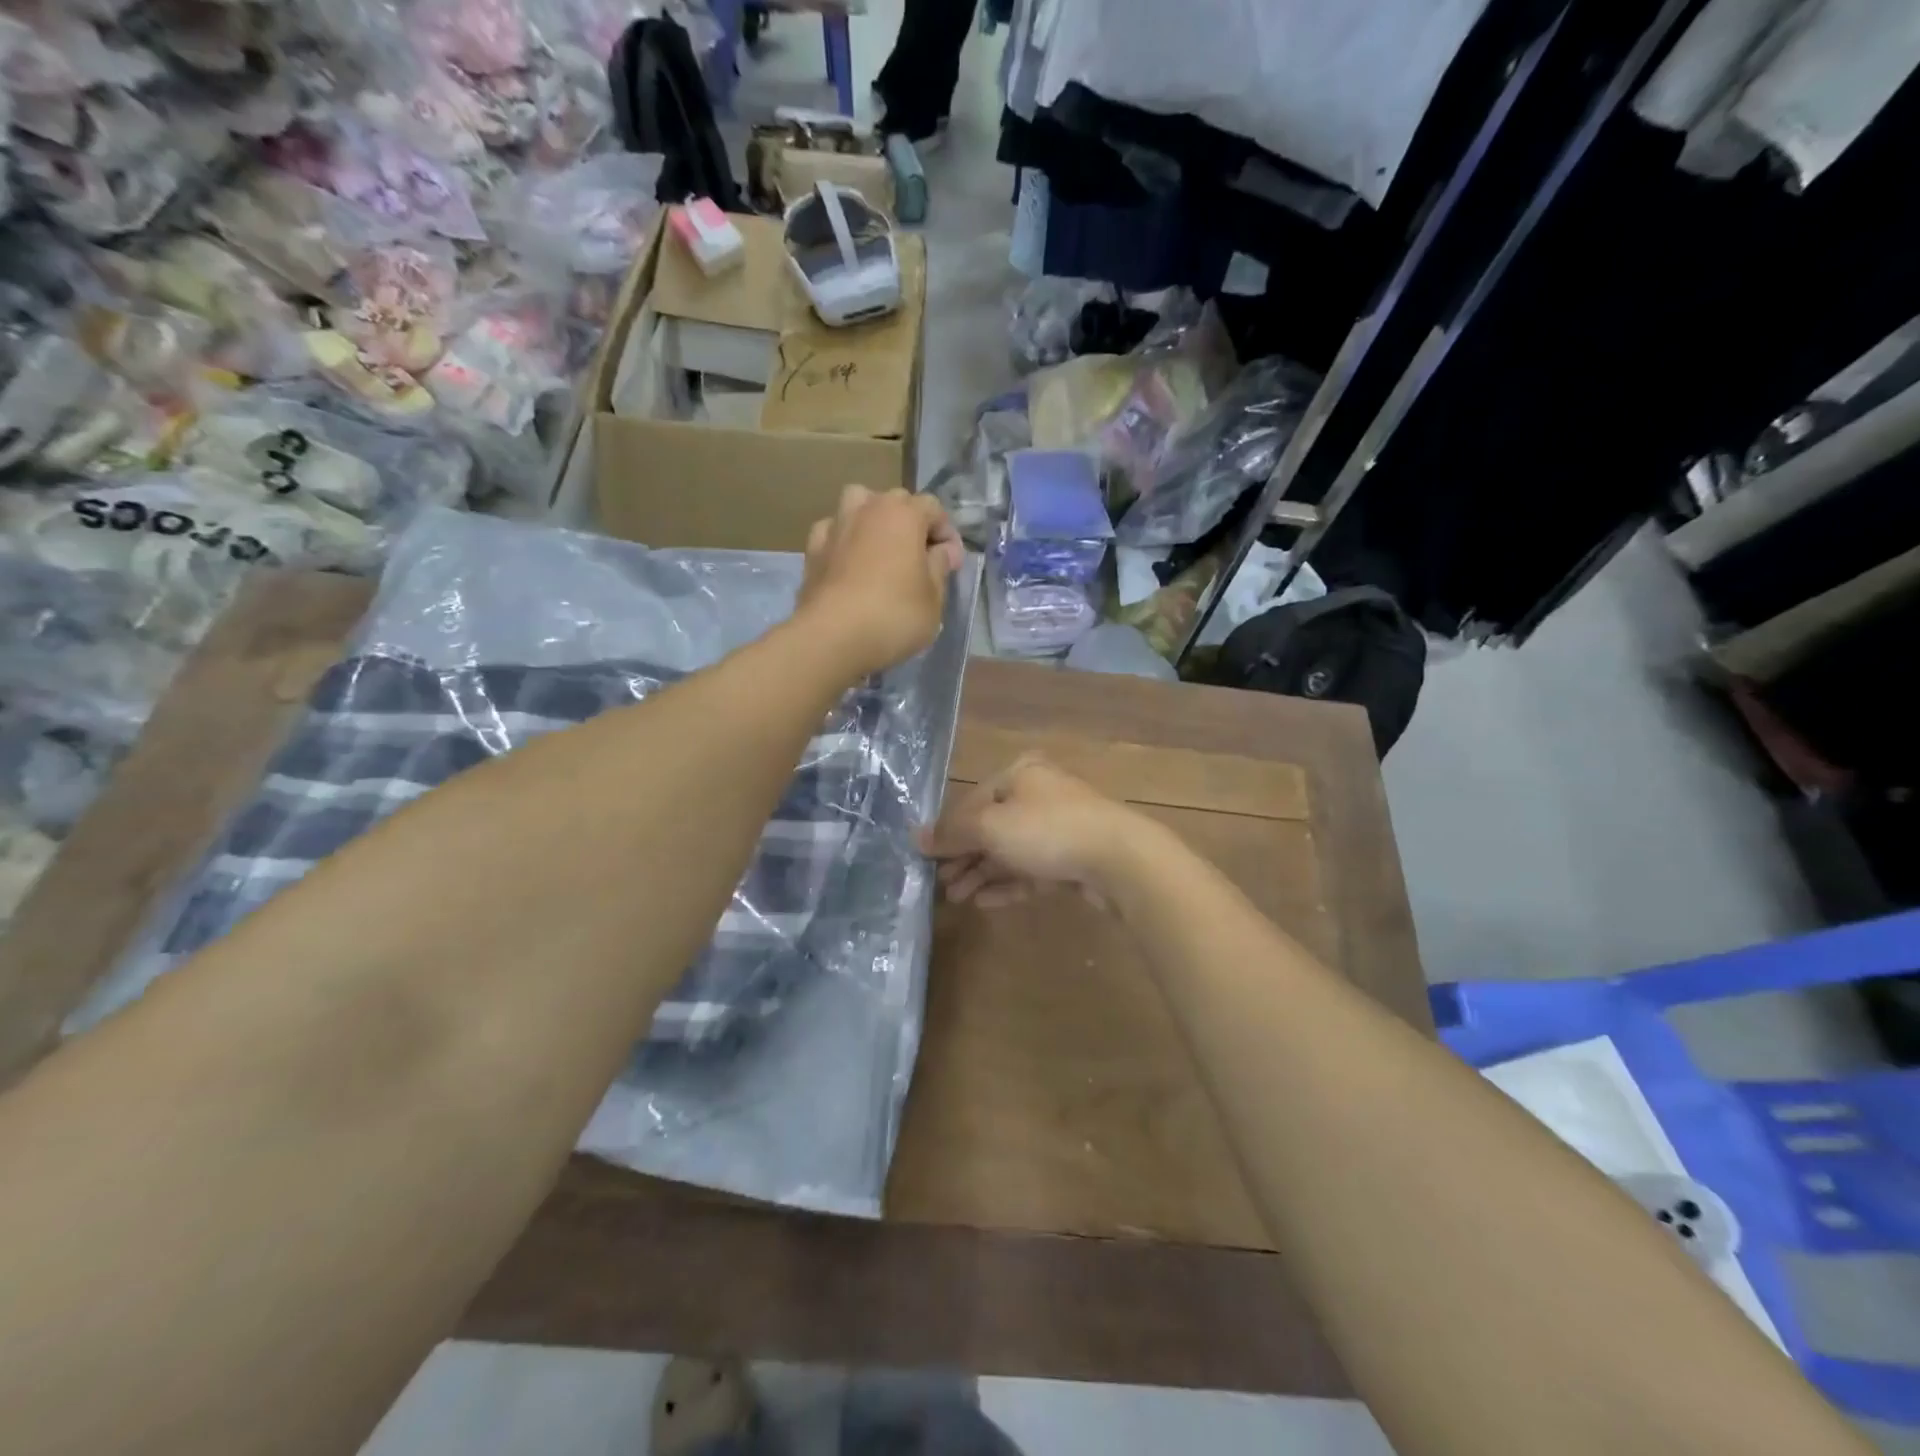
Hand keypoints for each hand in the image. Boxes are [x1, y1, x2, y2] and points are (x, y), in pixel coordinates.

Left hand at [797, 486, 964, 676]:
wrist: (831, 637)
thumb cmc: (894, 615)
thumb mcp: (934, 598)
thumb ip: (940, 567)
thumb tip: (942, 551)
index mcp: (903, 514)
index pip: (933, 507)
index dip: (946, 533)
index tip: (951, 563)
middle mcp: (867, 509)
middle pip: (895, 501)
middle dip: (911, 523)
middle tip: (919, 558)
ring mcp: (835, 526)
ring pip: (857, 505)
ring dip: (872, 519)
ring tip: (880, 549)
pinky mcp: (812, 550)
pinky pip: (833, 531)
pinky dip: (844, 540)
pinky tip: (848, 563)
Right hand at [915, 754, 1155, 908]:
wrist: (1119, 859)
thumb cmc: (1047, 830)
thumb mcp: (990, 826)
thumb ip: (952, 832)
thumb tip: (916, 837)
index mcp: (1020, 774)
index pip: (972, 801)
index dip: (947, 830)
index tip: (926, 859)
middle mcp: (1039, 796)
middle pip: (991, 827)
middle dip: (964, 857)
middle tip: (941, 885)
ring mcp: (1058, 828)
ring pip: (1010, 851)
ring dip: (982, 874)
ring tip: (957, 898)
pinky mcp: (1072, 859)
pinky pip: (1031, 870)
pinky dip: (1007, 884)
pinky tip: (985, 902)